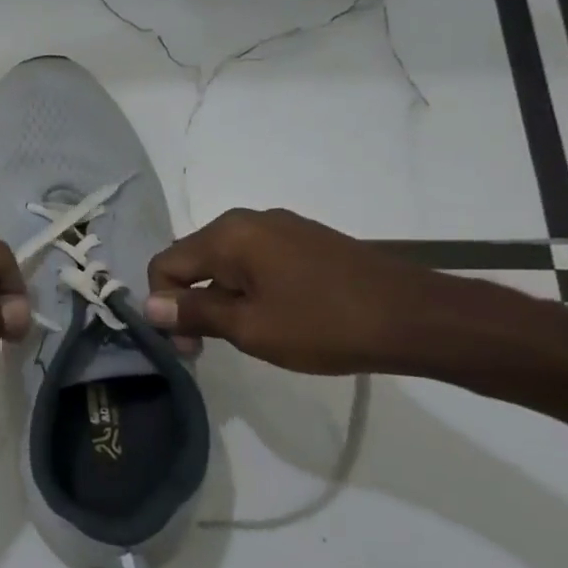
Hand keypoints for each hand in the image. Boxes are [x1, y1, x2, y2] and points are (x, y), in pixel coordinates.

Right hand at [144, 208, 450, 374]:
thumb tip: (149, 306)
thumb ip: (195, 313)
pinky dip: (249, 287)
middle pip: (194, 259)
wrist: (418, 318)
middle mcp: (248, 220)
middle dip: (191, 301)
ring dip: (221, 297)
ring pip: (226, 261)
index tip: (190, 347)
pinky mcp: (307, 240)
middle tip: (212, 345)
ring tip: (247, 333)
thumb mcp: (250, 327)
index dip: (164, 307)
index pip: (166, 264)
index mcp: (228, 235)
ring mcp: (281, 227)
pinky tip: (275, 316)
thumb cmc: (325, 325)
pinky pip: (256, 260)